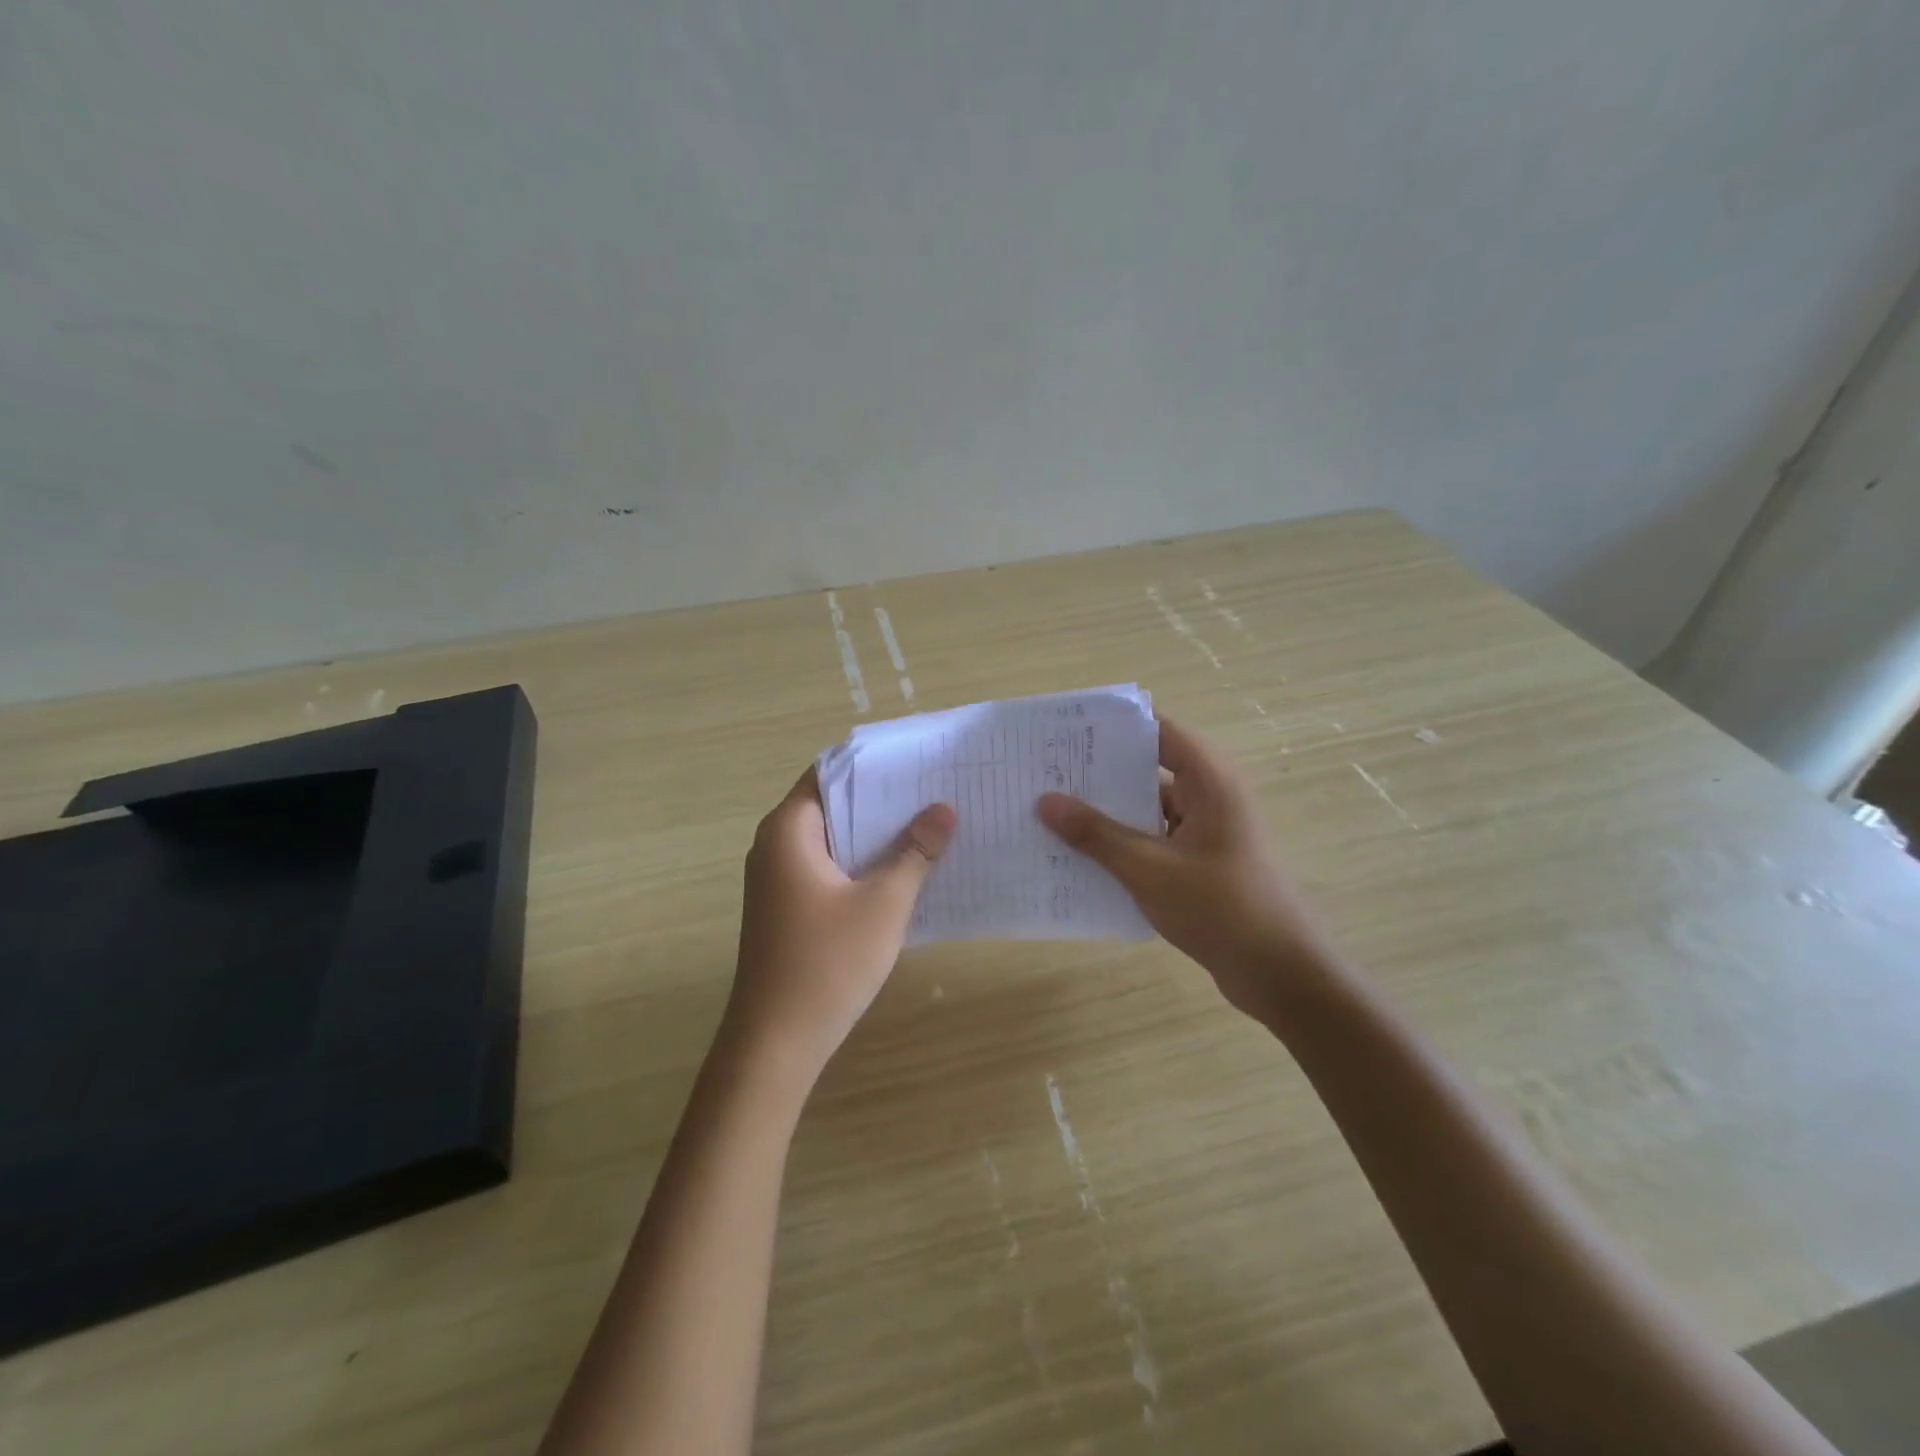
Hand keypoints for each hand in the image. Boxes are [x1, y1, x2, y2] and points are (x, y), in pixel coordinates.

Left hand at [724, 767, 956, 1087]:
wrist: (775, 1044)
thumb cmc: (827, 963)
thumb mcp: (883, 904)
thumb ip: (915, 852)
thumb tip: (944, 809)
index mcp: (788, 830)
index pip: (830, 772)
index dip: (874, 764)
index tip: (918, 760)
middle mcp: (776, 845)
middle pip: (833, 803)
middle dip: (883, 799)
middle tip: (937, 790)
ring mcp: (779, 879)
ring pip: (834, 839)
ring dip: (876, 834)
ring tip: (931, 823)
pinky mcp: (788, 907)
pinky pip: (829, 867)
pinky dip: (863, 862)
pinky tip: (905, 870)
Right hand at [1037, 717, 1330, 1019]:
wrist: (1278, 974)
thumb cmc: (1219, 908)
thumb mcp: (1148, 868)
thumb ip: (1096, 834)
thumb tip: (1044, 801)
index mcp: (1210, 780)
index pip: (1158, 730)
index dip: (1115, 727)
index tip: (1066, 730)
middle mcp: (1210, 796)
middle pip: (1149, 768)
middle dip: (1100, 772)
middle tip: (1046, 772)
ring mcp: (1207, 830)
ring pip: (1148, 807)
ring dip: (1108, 812)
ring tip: (1053, 812)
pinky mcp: (1201, 861)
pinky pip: (1154, 838)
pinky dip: (1123, 842)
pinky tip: (1082, 855)